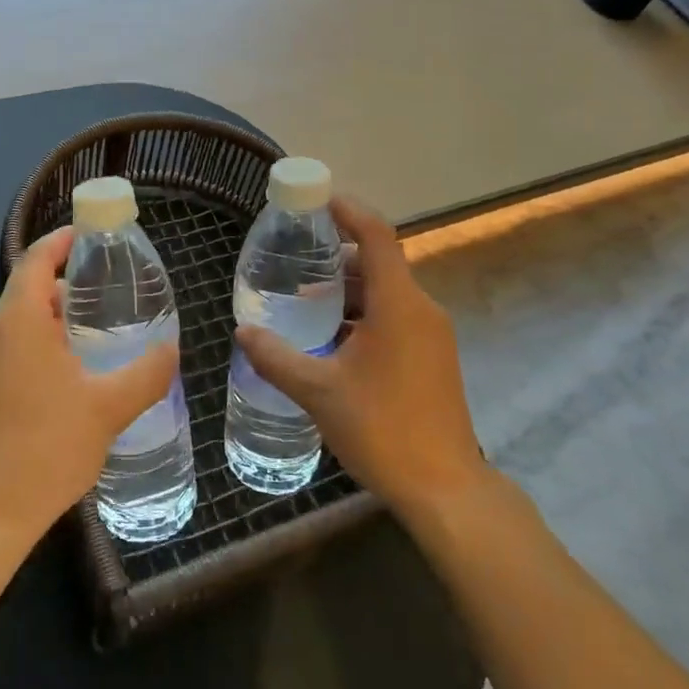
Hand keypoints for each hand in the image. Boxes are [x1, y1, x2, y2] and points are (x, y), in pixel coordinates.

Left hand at [0, 227, 177, 549]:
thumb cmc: (47, 449)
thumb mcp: (109, 408)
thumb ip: (147, 372)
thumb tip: (172, 348)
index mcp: (16, 321)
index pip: (36, 259)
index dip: (62, 241)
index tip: (90, 236)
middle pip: (29, 291)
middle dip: (67, 290)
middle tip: (108, 300)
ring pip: (17, 322)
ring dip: (53, 322)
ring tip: (94, 340)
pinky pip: (6, 348)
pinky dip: (36, 346)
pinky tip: (66, 376)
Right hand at [235, 197, 490, 526]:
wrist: (444, 488)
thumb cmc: (382, 429)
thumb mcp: (319, 391)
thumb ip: (277, 357)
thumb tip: (243, 332)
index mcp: (399, 305)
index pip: (377, 236)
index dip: (349, 211)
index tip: (319, 200)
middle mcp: (421, 309)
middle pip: (379, 263)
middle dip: (338, 258)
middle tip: (296, 261)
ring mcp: (432, 334)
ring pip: (387, 293)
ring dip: (349, 291)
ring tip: (305, 303)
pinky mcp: (433, 357)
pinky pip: (396, 318)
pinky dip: (364, 315)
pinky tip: (332, 340)